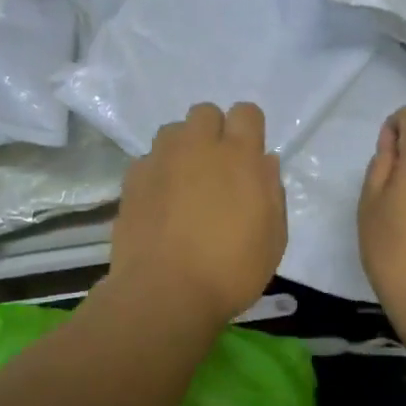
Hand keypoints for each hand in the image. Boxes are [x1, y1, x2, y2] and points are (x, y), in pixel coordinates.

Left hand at [107, 102, 286, 325]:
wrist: (164, 293)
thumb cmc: (231, 270)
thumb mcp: (274, 237)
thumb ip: (271, 191)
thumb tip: (263, 162)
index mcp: (239, 156)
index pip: (246, 112)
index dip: (249, 130)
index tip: (249, 157)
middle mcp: (197, 147)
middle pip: (205, 113)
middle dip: (213, 132)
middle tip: (216, 169)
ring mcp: (160, 160)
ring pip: (172, 132)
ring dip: (183, 148)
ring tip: (185, 182)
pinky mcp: (132, 180)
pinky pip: (148, 160)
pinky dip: (157, 173)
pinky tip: (160, 204)